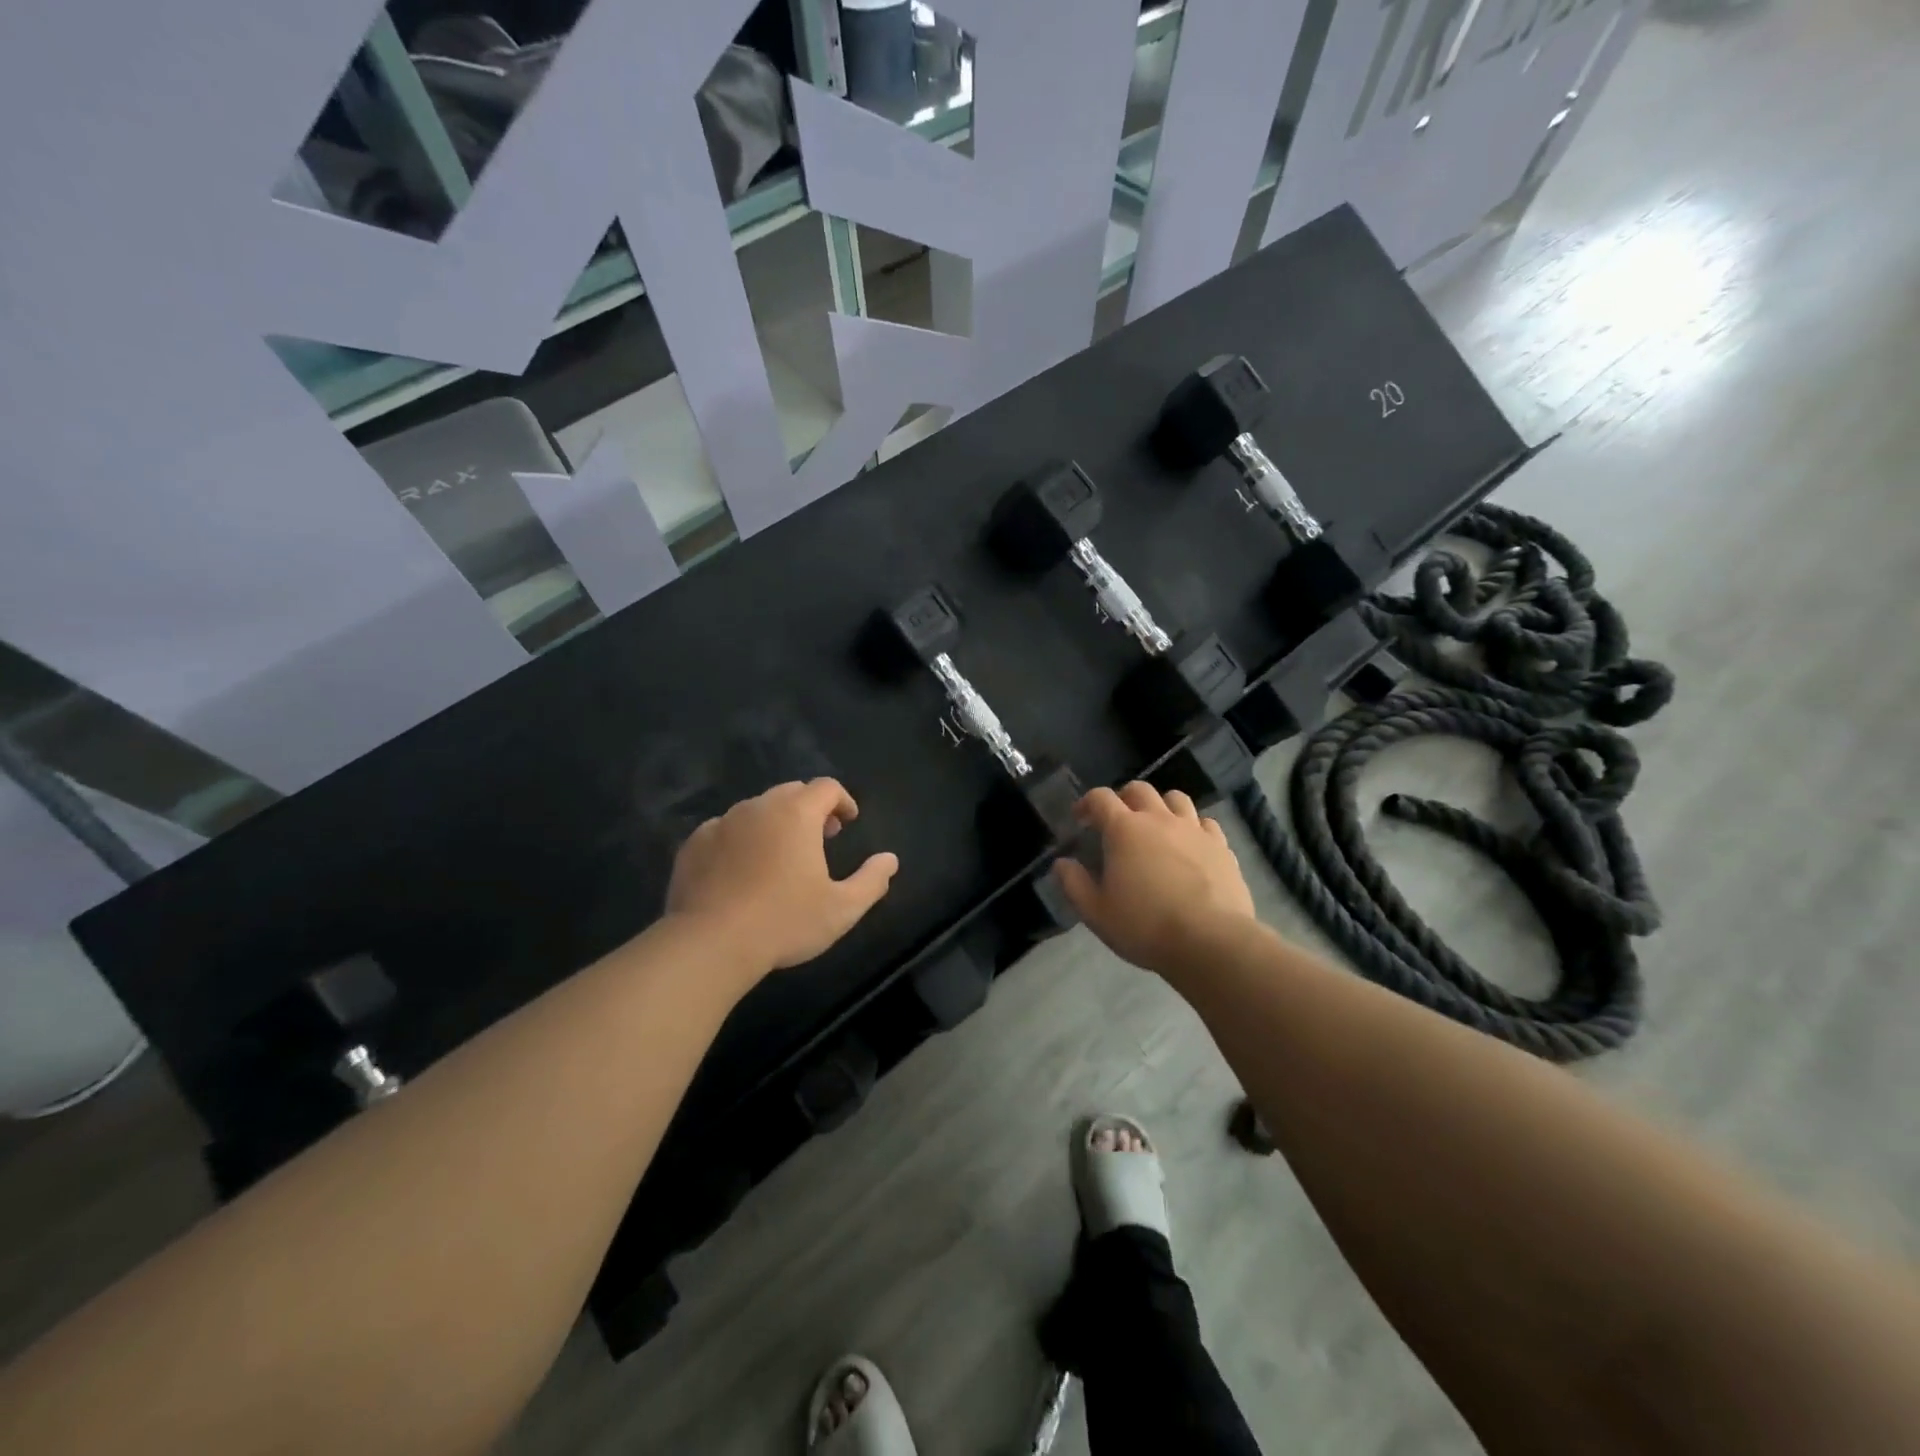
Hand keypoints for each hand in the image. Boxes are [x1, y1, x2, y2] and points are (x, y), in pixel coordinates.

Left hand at [667, 779, 898, 975]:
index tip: (849, 822)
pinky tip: (742, 870)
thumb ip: (872, 880)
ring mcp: (722, 823)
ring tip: (781, 855)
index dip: (842, 801)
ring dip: (775, 823)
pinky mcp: (694, 844)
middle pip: (791, 792)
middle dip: (810, 809)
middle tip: (821, 837)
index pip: (826, 788)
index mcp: (797, 814)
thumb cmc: (784, 921)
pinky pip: (725, 830)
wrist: (710, 943)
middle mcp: (759, 807)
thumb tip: (890, 860)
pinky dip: (741, 839)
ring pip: (756, 809)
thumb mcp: (842, 908)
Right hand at [1054, 782, 1255, 972]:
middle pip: (1140, 789)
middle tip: (1118, 820)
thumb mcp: (1096, 912)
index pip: (1100, 797)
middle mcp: (1159, 819)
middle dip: (1124, 798)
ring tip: (1156, 826)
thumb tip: (1062, 863)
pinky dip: (1193, 827)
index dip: (1087, 803)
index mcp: (1124, 829)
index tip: (1080, 819)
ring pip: (1176, 798)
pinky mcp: (1222, 846)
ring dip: (1161, 805)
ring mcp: (1194, 830)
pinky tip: (1190, 845)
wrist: (1210, 941)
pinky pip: (1205, 823)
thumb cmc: (1144, 926)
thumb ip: (1074, 883)